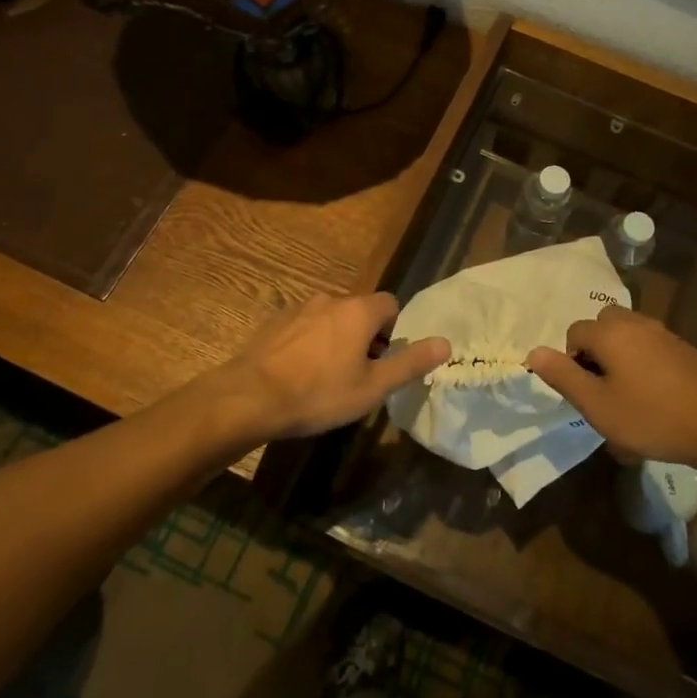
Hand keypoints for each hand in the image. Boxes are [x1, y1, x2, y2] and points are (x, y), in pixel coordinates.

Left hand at [224, 292, 448, 441]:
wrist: (250, 397)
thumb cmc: (319, 393)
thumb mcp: (372, 387)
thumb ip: (410, 363)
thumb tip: (446, 343)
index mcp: (359, 311)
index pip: (390, 304)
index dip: (392, 330)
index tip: (383, 360)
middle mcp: (331, 299)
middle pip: (359, 310)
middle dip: (364, 335)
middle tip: (357, 373)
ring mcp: (299, 308)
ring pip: (330, 318)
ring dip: (335, 338)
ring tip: (325, 376)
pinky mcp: (274, 321)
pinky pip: (303, 326)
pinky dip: (308, 342)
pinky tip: (298, 373)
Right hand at [526, 306, 696, 475]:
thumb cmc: (651, 417)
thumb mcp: (597, 405)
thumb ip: (563, 376)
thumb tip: (534, 352)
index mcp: (610, 332)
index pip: (574, 333)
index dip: (572, 362)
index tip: (585, 394)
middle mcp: (635, 323)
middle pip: (602, 327)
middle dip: (596, 354)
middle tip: (603, 392)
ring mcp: (664, 333)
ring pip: (628, 336)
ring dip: (620, 359)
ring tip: (628, 398)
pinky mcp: (684, 349)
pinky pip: (650, 348)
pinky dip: (643, 365)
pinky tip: (655, 399)